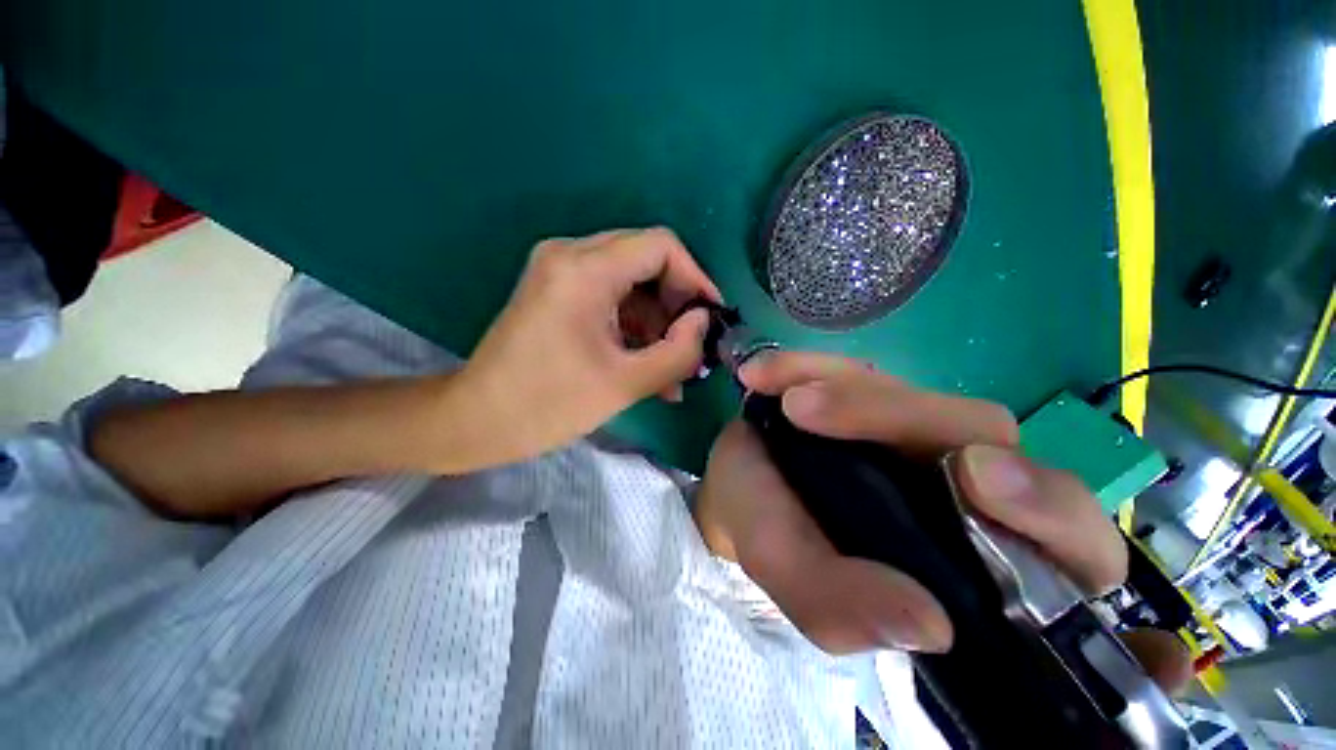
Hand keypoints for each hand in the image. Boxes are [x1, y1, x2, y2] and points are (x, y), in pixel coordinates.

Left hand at [452, 228, 720, 465]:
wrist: (476, 420)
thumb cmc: (547, 404)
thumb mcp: (625, 383)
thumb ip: (679, 351)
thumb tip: (704, 323)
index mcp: (584, 269)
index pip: (662, 246)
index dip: (696, 278)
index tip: (711, 319)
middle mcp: (571, 255)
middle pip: (647, 260)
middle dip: (677, 305)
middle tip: (692, 349)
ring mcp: (562, 272)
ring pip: (632, 282)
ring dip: (657, 323)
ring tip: (674, 372)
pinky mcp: (559, 292)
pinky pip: (612, 297)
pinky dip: (635, 327)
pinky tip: (648, 366)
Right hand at [696, 351, 1190, 690]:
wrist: (737, 482)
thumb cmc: (766, 532)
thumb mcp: (791, 575)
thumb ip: (839, 607)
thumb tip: (929, 626)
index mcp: (972, 556)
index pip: (1066, 544)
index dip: (1048, 511)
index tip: (976, 478)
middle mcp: (959, 488)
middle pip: (985, 437)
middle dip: (902, 417)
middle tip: (808, 411)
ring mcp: (915, 432)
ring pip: (914, 394)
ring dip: (844, 391)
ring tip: (781, 399)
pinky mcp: (875, 395)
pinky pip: (853, 369)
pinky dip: (806, 366)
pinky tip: (763, 375)